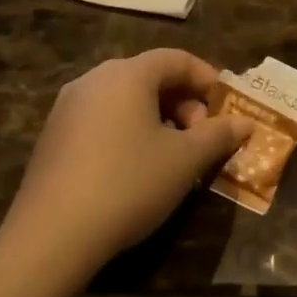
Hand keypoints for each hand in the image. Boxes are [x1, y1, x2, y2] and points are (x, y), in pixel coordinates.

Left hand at [1, 50, 251, 289]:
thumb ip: (218, 135)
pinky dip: (128, 131)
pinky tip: (136, 168)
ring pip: (125, 99)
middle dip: (184, 102)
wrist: (51, 237)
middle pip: (149, 76)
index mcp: (128, 74)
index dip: (207, 78)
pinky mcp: (52, 137)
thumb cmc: (129, 184)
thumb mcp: (185, 161)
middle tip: (201, 136)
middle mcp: (94, 80)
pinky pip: (102, 119)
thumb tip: (246, 123)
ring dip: (157, 118)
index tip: (227, 106)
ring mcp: (67, 108)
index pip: (176, 59)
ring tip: (174, 155)